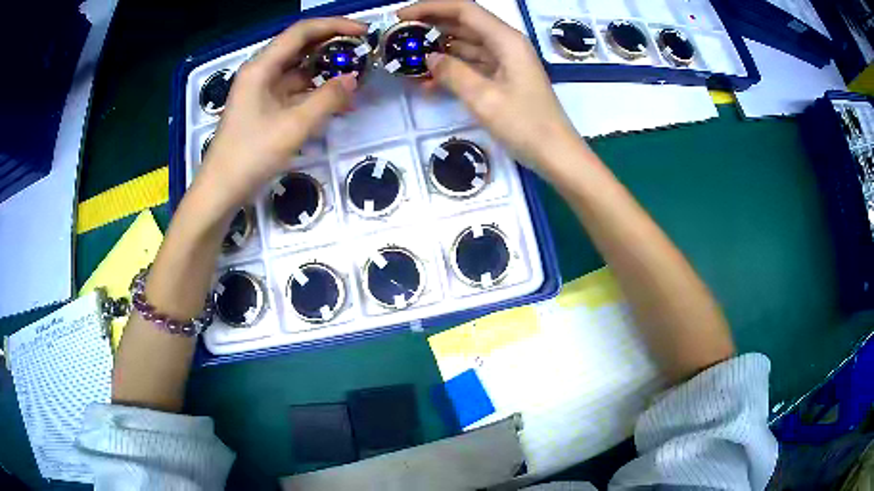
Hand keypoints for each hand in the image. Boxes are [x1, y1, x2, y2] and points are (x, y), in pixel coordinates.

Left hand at [194, 17, 365, 213]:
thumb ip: (327, 99)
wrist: (221, 191)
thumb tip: (353, 79)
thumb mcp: (293, 126)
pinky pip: (296, 92)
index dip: (334, 26)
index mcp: (261, 68)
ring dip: (327, 73)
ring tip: (357, 79)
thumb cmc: (251, 155)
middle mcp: (261, 73)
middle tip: (363, 53)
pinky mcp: (266, 108)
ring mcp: (262, 91)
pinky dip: (316, 94)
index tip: (363, 32)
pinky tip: (338, 103)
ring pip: (300, 71)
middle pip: (301, 48)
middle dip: (333, 47)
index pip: (301, 32)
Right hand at [398, 0, 579, 165]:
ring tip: (407, 58)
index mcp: (506, 40)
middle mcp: (506, 45)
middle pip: (464, 24)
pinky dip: (452, 70)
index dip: (430, 8)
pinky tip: (428, 81)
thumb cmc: (525, 125)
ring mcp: (505, 62)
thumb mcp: (484, 98)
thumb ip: (453, 73)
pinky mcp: (503, 80)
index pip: (463, 10)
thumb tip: (429, 58)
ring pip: (465, 46)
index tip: (401, 16)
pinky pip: (472, 66)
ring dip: (438, 50)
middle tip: (399, 37)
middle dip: (430, 27)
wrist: (556, 155)